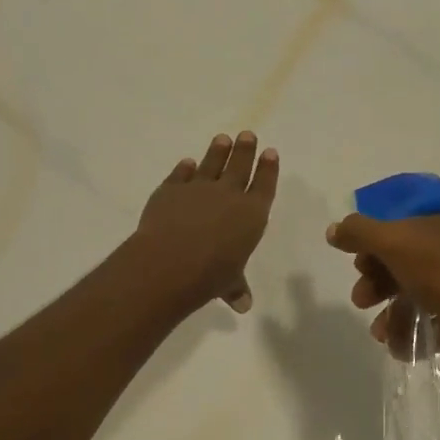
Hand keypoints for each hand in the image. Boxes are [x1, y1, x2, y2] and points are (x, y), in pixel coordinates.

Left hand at [133, 132, 278, 312]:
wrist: (169, 261)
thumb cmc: (209, 275)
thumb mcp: (228, 283)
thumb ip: (236, 287)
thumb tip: (243, 305)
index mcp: (251, 214)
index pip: (264, 185)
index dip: (268, 169)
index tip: (270, 152)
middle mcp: (228, 195)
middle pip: (240, 166)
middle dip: (245, 150)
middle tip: (247, 134)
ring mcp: (198, 188)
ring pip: (211, 163)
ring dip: (218, 151)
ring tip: (223, 138)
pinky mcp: (170, 189)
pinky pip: (181, 174)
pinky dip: (185, 168)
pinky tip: (187, 163)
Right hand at [326, 202, 439, 367]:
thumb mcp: (394, 241)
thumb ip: (359, 232)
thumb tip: (334, 230)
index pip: (401, 220)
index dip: (375, 239)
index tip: (357, 259)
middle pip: (404, 258)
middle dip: (377, 280)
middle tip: (362, 298)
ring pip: (414, 291)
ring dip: (389, 310)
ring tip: (379, 331)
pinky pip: (430, 318)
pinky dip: (410, 330)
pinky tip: (398, 344)